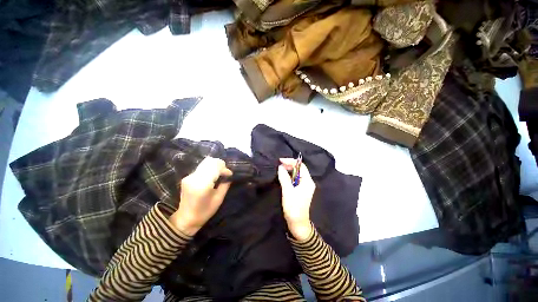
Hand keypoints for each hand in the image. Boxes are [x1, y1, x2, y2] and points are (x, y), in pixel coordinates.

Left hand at [170, 157, 232, 235]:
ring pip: (205, 163)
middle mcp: (194, 177)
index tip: (230, 175)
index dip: (225, 169)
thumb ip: (225, 185)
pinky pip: (201, 167)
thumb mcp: (218, 199)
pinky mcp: (187, 177)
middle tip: (225, 173)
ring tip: (220, 173)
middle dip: (220, 165)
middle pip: (210, 162)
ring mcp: (189, 176)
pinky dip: (209, 168)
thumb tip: (229, 175)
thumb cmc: (204, 212)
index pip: (216, 168)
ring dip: (215, 166)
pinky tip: (212, 175)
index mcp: (202, 185)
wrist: (185, 219)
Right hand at [277, 158, 314, 240]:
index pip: (301, 166)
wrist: (297, 223)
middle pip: (299, 169)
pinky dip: (289, 177)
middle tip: (279, 166)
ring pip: (296, 174)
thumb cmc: (294, 207)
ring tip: (280, 170)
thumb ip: (284, 178)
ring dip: (288, 171)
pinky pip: (295, 180)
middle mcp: (308, 182)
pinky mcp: (301, 190)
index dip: (291, 161)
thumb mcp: (288, 191)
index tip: (280, 161)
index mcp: (307, 181)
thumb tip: (280, 167)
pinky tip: (283, 177)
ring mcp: (304, 187)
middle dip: (289, 166)